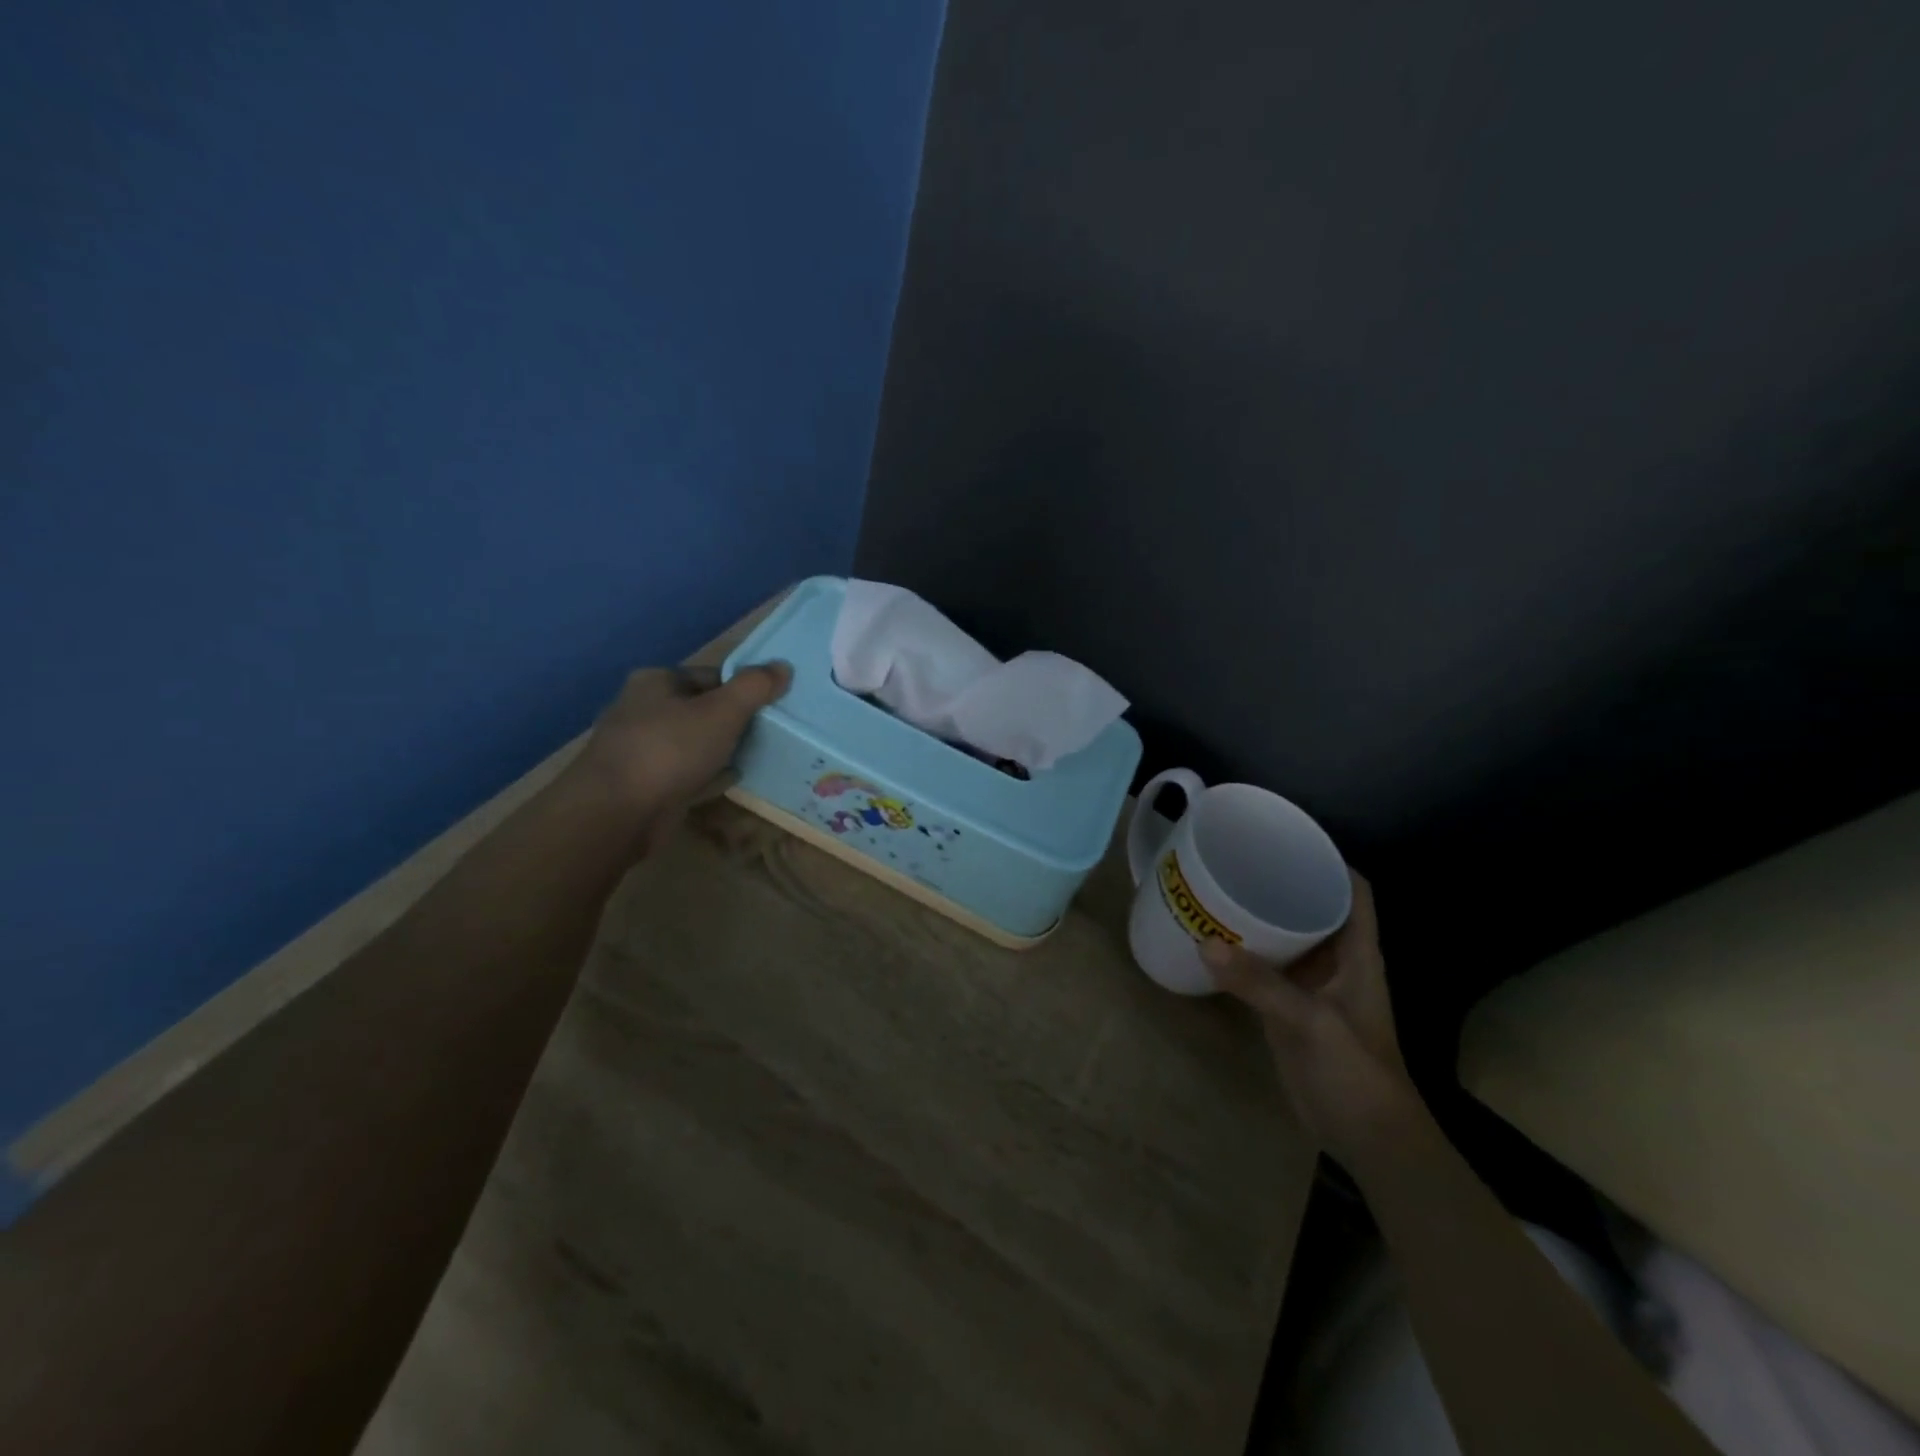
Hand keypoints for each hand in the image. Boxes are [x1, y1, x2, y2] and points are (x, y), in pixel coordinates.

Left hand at [571, 662, 790, 847]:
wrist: (616, 813)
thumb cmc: (670, 750)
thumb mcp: (722, 711)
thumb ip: (754, 687)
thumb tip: (783, 666)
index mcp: (655, 682)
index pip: (710, 676)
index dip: (742, 689)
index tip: (769, 708)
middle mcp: (641, 709)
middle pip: (701, 709)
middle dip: (732, 722)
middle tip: (766, 735)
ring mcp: (638, 749)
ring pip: (692, 743)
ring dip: (720, 750)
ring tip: (754, 757)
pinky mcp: (641, 784)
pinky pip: (684, 772)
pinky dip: (706, 775)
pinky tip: (728, 781)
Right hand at [1201, 871, 1419, 1164]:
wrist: (1366, 1138)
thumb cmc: (1355, 1072)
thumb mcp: (1311, 1023)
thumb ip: (1260, 984)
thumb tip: (1203, 942)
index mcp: (1358, 953)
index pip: (1354, 891)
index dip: (1330, 860)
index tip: (1290, 837)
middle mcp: (1336, 961)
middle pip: (1314, 906)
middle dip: (1282, 881)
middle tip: (1238, 859)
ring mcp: (1312, 985)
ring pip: (1286, 936)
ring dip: (1259, 916)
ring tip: (1217, 890)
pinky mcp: (1289, 1008)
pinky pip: (1265, 968)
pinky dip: (1243, 952)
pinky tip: (1212, 941)